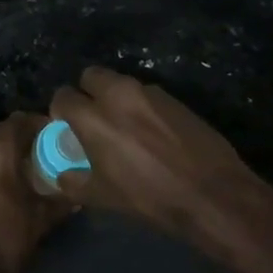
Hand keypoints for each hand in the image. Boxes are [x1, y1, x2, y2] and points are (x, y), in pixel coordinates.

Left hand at [0, 113, 73, 272]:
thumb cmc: (3, 243)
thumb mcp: (40, 220)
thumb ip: (62, 199)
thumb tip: (79, 191)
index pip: (23, 120)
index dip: (43, 125)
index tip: (60, 138)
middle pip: (5, 130)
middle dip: (27, 138)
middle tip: (48, 154)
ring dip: (9, 151)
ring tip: (31, 170)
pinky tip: (8, 183)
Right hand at [49, 67, 272, 254]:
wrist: (211, 192)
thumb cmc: (150, 197)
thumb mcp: (103, 197)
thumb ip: (74, 182)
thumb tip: (62, 175)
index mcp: (93, 117)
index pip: (63, 96)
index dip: (62, 110)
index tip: (67, 125)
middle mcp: (118, 94)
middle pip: (91, 75)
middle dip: (87, 91)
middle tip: (94, 117)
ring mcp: (149, 92)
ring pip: (120, 82)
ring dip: (115, 97)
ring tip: (125, 125)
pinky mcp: (173, 97)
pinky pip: (146, 94)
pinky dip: (142, 106)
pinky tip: (152, 131)